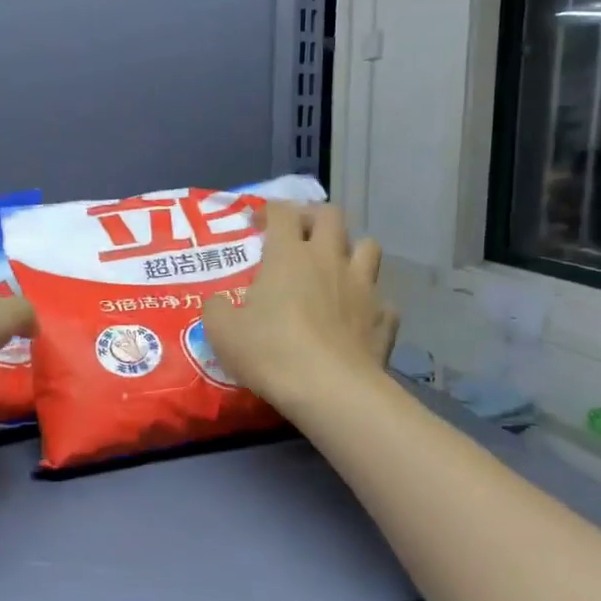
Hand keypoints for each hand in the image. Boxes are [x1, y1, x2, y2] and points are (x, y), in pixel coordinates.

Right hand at [202, 201, 397, 415]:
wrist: (331, 389)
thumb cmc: (271, 352)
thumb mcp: (223, 333)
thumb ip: (216, 309)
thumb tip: (216, 301)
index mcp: (289, 256)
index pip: (282, 213)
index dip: (269, 211)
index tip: (258, 224)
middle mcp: (330, 260)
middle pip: (331, 215)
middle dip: (314, 218)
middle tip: (300, 235)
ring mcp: (363, 287)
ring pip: (369, 247)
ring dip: (352, 250)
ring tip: (337, 268)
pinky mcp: (384, 317)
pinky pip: (383, 300)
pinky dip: (371, 304)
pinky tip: (359, 318)